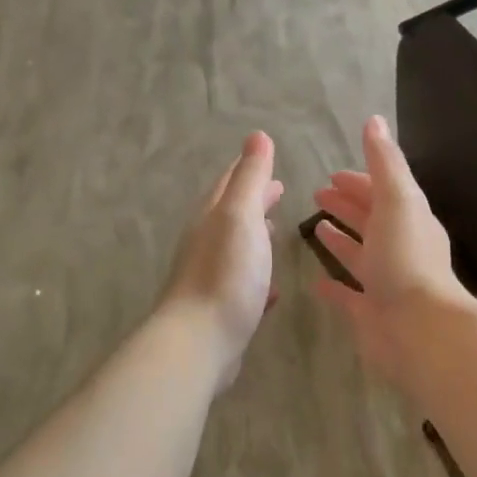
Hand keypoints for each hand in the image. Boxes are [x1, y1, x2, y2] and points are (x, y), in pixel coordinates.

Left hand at [158, 131, 283, 384]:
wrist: (199, 341)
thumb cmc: (225, 273)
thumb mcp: (241, 216)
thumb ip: (249, 177)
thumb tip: (257, 135)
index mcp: (211, 217)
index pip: (229, 182)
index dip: (247, 168)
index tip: (266, 156)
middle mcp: (206, 242)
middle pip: (231, 213)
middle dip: (253, 199)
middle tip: (278, 190)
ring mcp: (211, 277)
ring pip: (236, 247)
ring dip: (255, 235)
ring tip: (276, 231)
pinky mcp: (221, 310)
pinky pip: (242, 284)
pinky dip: (258, 277)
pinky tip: (272, 288)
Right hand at [311, 116, 472, 381]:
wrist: (418, 327)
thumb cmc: (406, 258)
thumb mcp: (397, 199)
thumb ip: (384, 162)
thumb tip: (374, 120)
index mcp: (408, 219)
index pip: (381, 193)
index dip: (358, 182)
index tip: (331, 175)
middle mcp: (398, 248)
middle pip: (369, 220)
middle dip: (346, 205)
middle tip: (317, 194)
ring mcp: (385, 282)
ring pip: (359, 254)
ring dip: (340, 240)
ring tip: (315, 228)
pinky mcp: (370, 313)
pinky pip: (348, 295)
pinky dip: (334, 286)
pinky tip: (315, 281)